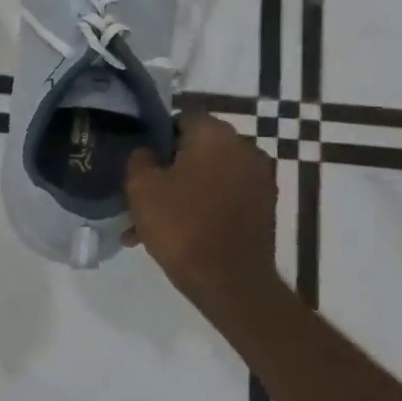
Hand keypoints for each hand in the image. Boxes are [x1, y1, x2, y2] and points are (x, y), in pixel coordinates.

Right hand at [125, 113, 276, 301]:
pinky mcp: (264, 210)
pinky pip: (222, 198)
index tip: (137, 159)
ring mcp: (259, 181)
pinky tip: (176, 233)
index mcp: (216, 135)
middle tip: (141, 191)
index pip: (180, 118)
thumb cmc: (181, 224)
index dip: (155, 136)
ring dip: (181, 191)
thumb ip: (140, 158)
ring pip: (207, 176)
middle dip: (168, 167)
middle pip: (195, 149)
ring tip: (151, 221)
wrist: (229, 282)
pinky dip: (201, 208)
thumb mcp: (141, 186)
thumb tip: (148, 152)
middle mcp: (245, 149)